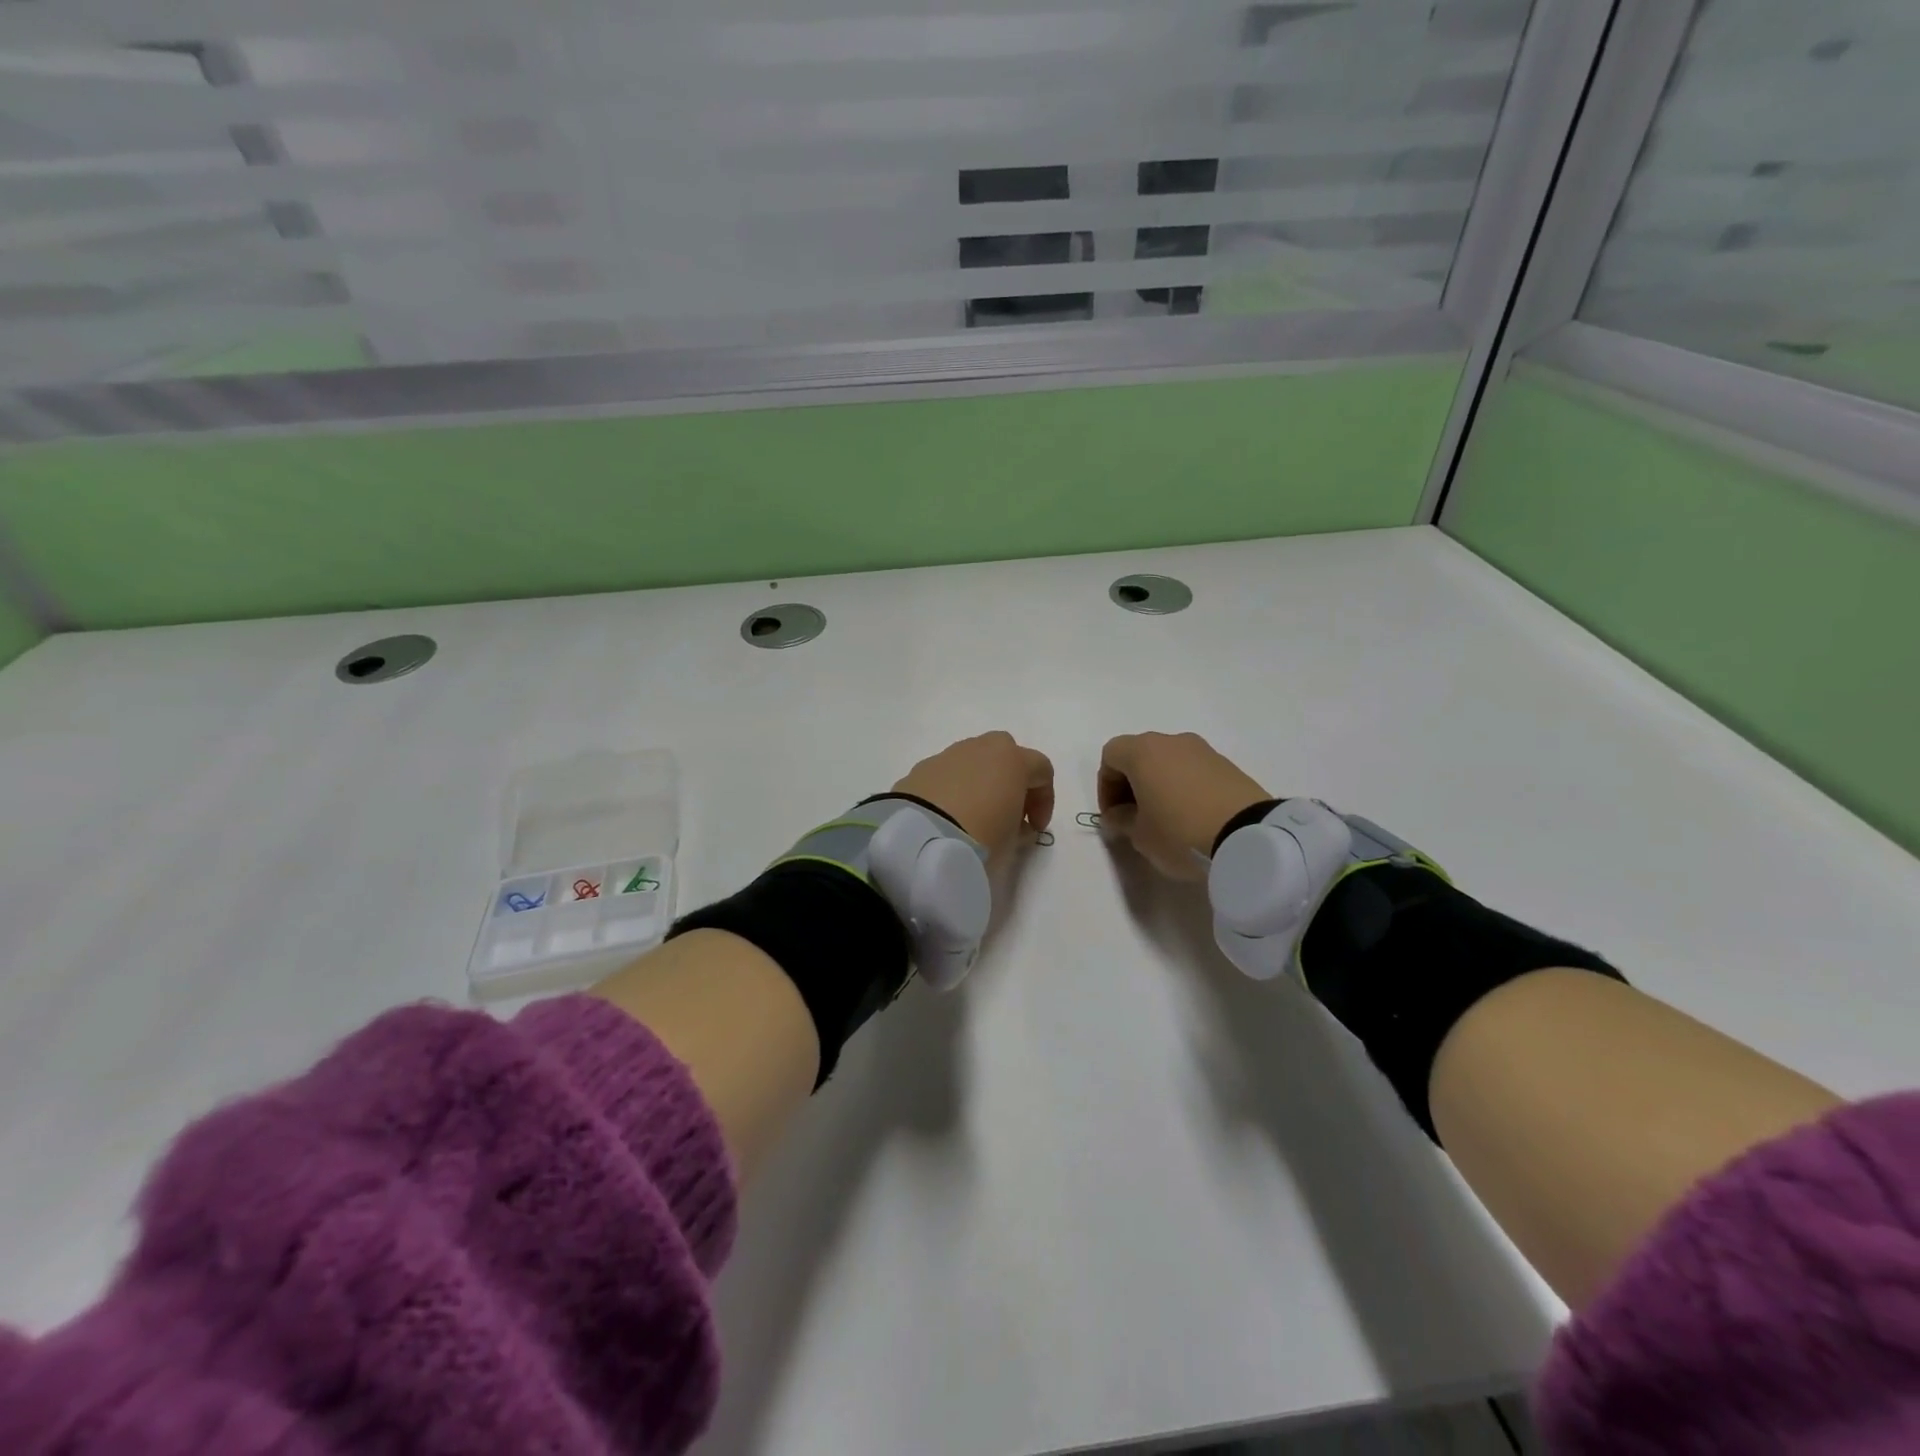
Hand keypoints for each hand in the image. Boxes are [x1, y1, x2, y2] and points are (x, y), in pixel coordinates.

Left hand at [893, 732, 1054, 862]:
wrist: (921, 838)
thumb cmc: (981, 836)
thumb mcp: (1012, 841)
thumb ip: (1020, 829)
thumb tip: (1015, 825)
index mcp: (1012, 759)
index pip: (1042, 770)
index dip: (1045, 800)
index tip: (1035, 828)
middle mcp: (981, 748)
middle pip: (1006, 754)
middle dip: (1012, 780)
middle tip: (1008, 812)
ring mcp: (948, 755)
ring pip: (974, 761)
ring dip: (981, 782)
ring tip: (975, 816)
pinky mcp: (922, 768)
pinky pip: (947, 774)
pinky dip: (953, 789)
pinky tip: (947, 816)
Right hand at [1097, 732, 1269, 879]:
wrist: (1249, 837)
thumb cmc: (1180, 832)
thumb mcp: (1140, 835)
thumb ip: (1122, 820)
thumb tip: (1119, 814)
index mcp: (1143, 751)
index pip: (1110, 756)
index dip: (1105, 786)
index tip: (1113, 816)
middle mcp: (1171, 741)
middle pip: (1139, 755)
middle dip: (1130, 784)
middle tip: (1134, 817)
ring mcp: (1203, 750)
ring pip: (1167, 761)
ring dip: (1158, 784)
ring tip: (1164, 819)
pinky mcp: (1227, 765)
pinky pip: (1193, 771)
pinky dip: (1183, 787)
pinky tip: (1190, 816)